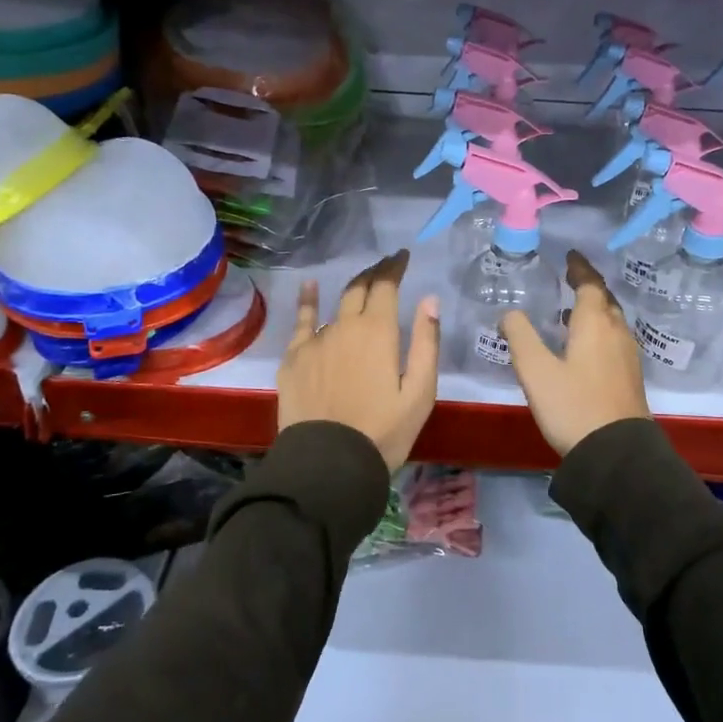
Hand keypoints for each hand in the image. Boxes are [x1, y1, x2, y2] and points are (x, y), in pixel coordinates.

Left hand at [278, 250, 440, 472]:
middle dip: (375, 273)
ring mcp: (315, 341)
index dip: (395, 267)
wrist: (328, 465)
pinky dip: (308, 301)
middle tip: (386, 266)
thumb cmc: (383, 432)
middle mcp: (344, 326)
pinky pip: (302, 322)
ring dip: (351, 292)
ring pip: (335, 307)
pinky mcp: (293, 359)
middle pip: (359, 288)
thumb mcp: (419, 392)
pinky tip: (310, 287)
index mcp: (378, 331)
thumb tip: (429, 300)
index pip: (386, 285)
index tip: (403, 257)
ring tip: (361, 285)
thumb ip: (425, 343)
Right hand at [499, 250, 649, 457]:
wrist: (616, 453)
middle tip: (570, 278)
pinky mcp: (630, 376)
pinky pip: (614, 339)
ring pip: (612, 320)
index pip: (590, 284)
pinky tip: (583, 346)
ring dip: (594, 309)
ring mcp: (627, 355)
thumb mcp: (535, 370)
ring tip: (570, 311)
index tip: (570, 256)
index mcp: (595, 323)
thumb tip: (509, 313)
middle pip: (605, 299)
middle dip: (588, 286)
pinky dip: (599, 330)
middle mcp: (616, 332)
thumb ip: (519, 335)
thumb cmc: (573, 406)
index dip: (579, 268)